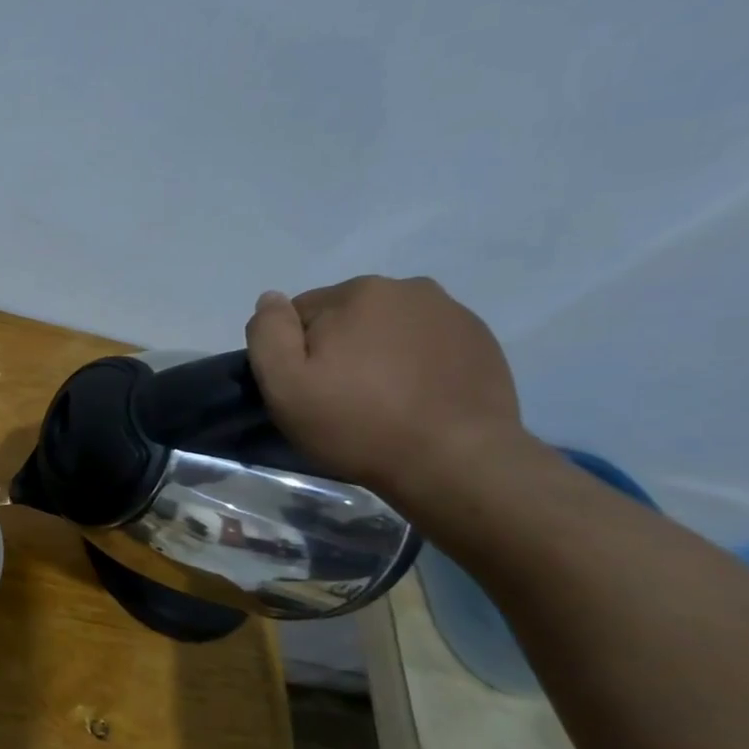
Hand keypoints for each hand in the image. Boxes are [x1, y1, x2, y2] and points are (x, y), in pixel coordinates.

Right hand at [244, 276, 531, 502]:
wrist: (455, 461)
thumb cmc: (358, 424)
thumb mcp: (285, 385)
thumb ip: (268, 334)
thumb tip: (270, 300)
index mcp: (356, 292)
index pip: (300, 313)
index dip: (295, 353)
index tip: (307, 388)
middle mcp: (407, 287)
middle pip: (347, 316)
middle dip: (338, 348)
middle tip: (342, 397)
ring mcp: (451, 312)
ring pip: (388, 328)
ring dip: (377, 353)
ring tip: (383, 400)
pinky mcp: (480, 340)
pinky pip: (426, 343)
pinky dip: (415, 363)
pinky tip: (416, 398)